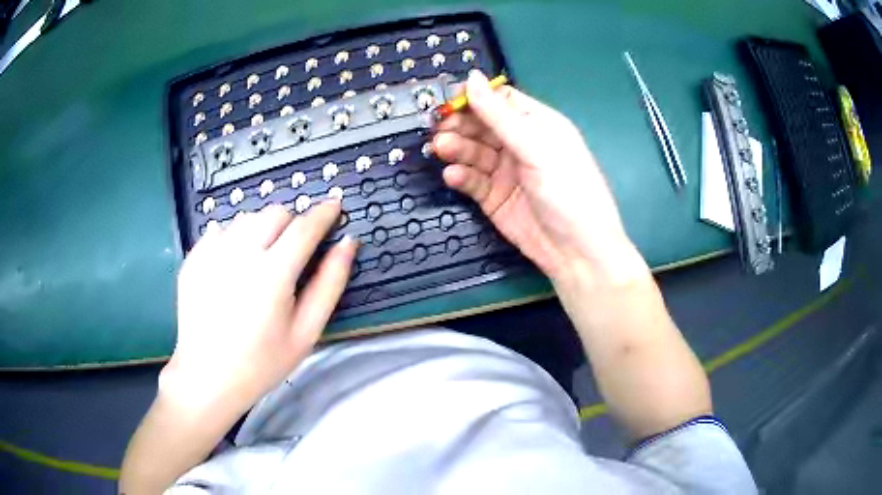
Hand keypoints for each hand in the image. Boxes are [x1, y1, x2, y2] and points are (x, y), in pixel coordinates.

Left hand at [161, 201, 356, 416]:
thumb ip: (330, 283)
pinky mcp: (194, 257)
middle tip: (293, 251)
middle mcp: (240, 253)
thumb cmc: (262, 362)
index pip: (305, 226)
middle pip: (275, 213)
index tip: (335, 205)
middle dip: (292, 223)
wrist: (207, 377)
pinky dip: (234, 238)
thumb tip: (348, 243)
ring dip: (262, 229)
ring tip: (261, 261)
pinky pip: (220, 229)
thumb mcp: (306, 332)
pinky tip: (232, 267)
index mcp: (272, 273)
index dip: (324, 213)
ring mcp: (212, 252)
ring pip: (247, 218)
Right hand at [432, 71, 647, 286]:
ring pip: (472, 151)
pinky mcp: (493, 197)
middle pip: (481, 124)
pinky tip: (454, 175)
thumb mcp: (537, 147)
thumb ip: (500, 115)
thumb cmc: (569, 191)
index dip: (475, 98)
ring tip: (442, 149)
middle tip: (441, 128)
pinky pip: (471, 180)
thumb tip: (472, 77)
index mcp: (538, 124)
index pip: (501, 100)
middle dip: (460, 124)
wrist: (576, 252)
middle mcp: (520, 144)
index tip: (450, 101)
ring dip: (456, 148)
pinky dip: (460, 176)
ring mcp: (506, 171)